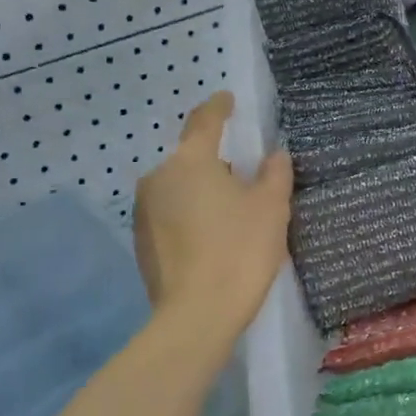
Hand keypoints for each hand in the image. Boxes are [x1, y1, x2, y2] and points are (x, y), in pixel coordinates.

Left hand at [134, 92, 292, 341]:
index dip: (219, 107)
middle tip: (244, 177)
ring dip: (201, 190)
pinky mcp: (140, 242)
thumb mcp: (271, 208)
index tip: (227, 99)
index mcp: (190, 161)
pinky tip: (211, 239)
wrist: (196, 315)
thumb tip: (273, 155)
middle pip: (190, 158)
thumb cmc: (239, 251)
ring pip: (179, 187)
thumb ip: (275, 173)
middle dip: (215, 161)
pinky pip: (170, 214)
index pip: (204, 121)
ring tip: (230, 213)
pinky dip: (190, 216)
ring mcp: (144, 211)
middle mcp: (159, 178)